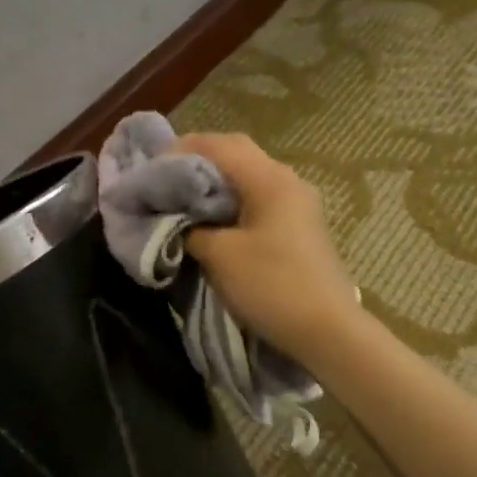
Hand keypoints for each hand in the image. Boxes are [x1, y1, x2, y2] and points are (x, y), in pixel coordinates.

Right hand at [174, 133, 358, 361]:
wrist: (327, 331)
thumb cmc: (271, 286)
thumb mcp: (220, 256)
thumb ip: (191, 230)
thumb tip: (176, 222)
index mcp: (270, 179)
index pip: (218, 145)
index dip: (179, 151)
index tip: (150, 170)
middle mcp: (287, 181)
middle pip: (235, 154)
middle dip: (196, 163)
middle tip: (163, 181)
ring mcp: (296, 203)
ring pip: (246, 177)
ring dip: (213, 184)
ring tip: (180, 200)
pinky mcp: (298, 226)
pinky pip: (257, 199)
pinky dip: (229, 202)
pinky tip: (209, 221)